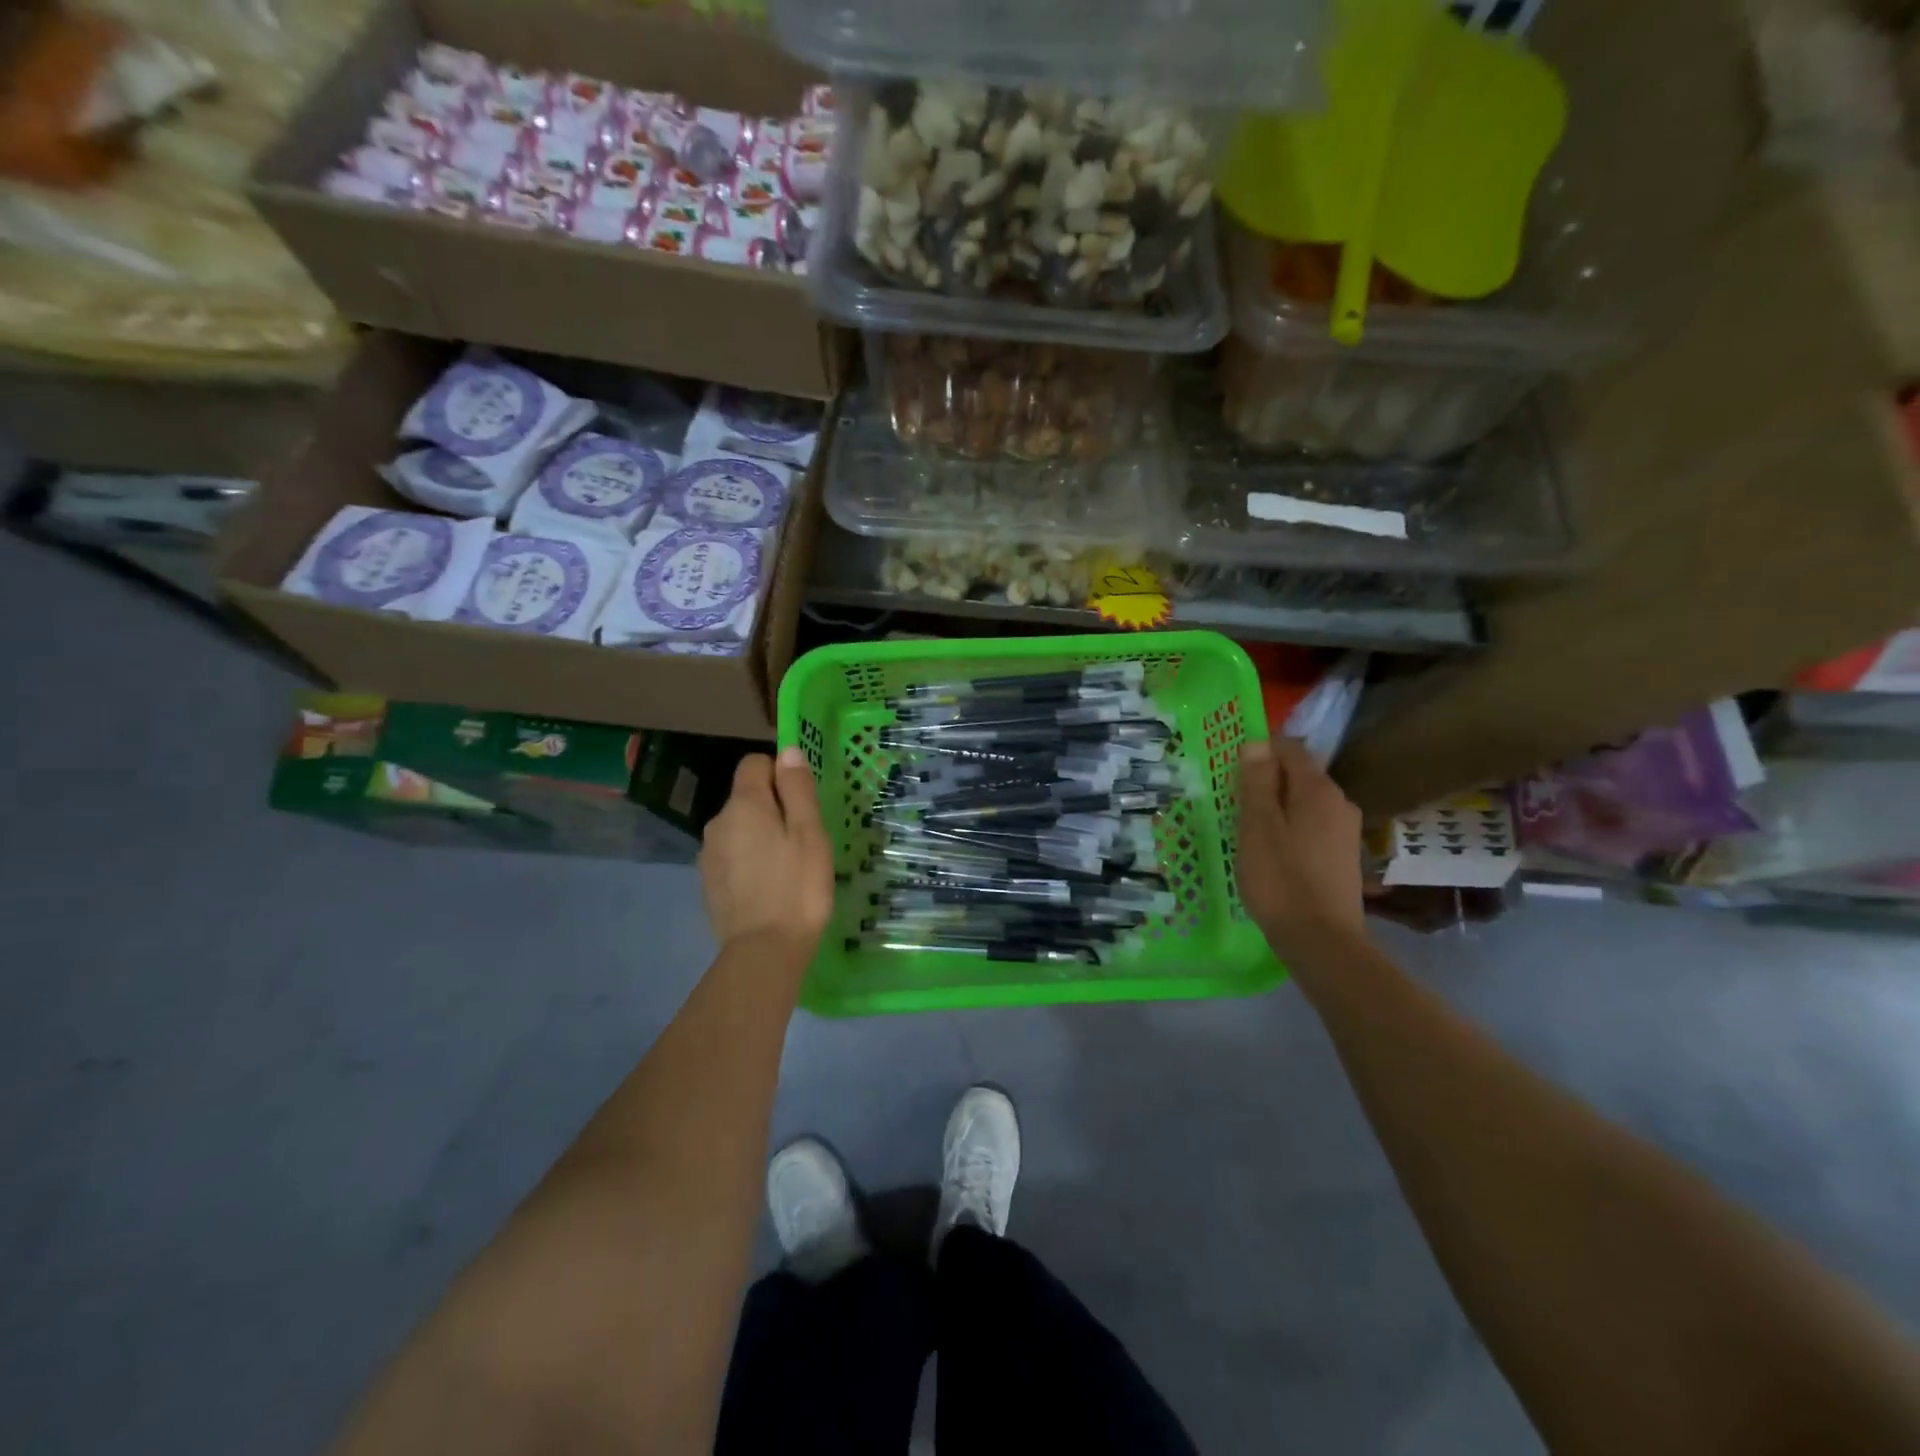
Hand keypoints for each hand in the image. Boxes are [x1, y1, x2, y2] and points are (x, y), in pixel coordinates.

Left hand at [699, 748, 834, 964]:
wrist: (763, 952)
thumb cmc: (797, 887)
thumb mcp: (809, 833)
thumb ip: (797, 789)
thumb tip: (787, 751)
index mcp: (744, 805)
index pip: (754, 764)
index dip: (779, 773)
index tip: (802, 802)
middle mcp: (718, 822)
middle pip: (746, 798)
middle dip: (772, 808)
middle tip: (803, 840)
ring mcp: (708, 854)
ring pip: (739, 828)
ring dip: (760, 836)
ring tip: (787, 867)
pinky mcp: (707, 883)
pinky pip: (732, 856)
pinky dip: (749, 861)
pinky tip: (768, 887)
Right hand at [1237, 736, 1366, 968]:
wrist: (1321, 941)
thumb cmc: (1281, 879)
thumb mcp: (1257, 826)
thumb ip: (1257, 782)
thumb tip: (1256, 744)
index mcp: (1318, 790)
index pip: (1289, 748)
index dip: (1259, 752)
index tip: (1232, 774)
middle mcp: (1340, 803)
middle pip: (1298, 775)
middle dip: (1266, 782)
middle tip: (1235, 806)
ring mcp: (1345, 831)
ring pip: (1303, 803)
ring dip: (1276, 808)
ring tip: (1249, 832)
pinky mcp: (1343, 857)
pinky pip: (1311, 826)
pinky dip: (1289, 829)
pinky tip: (1272, 854)